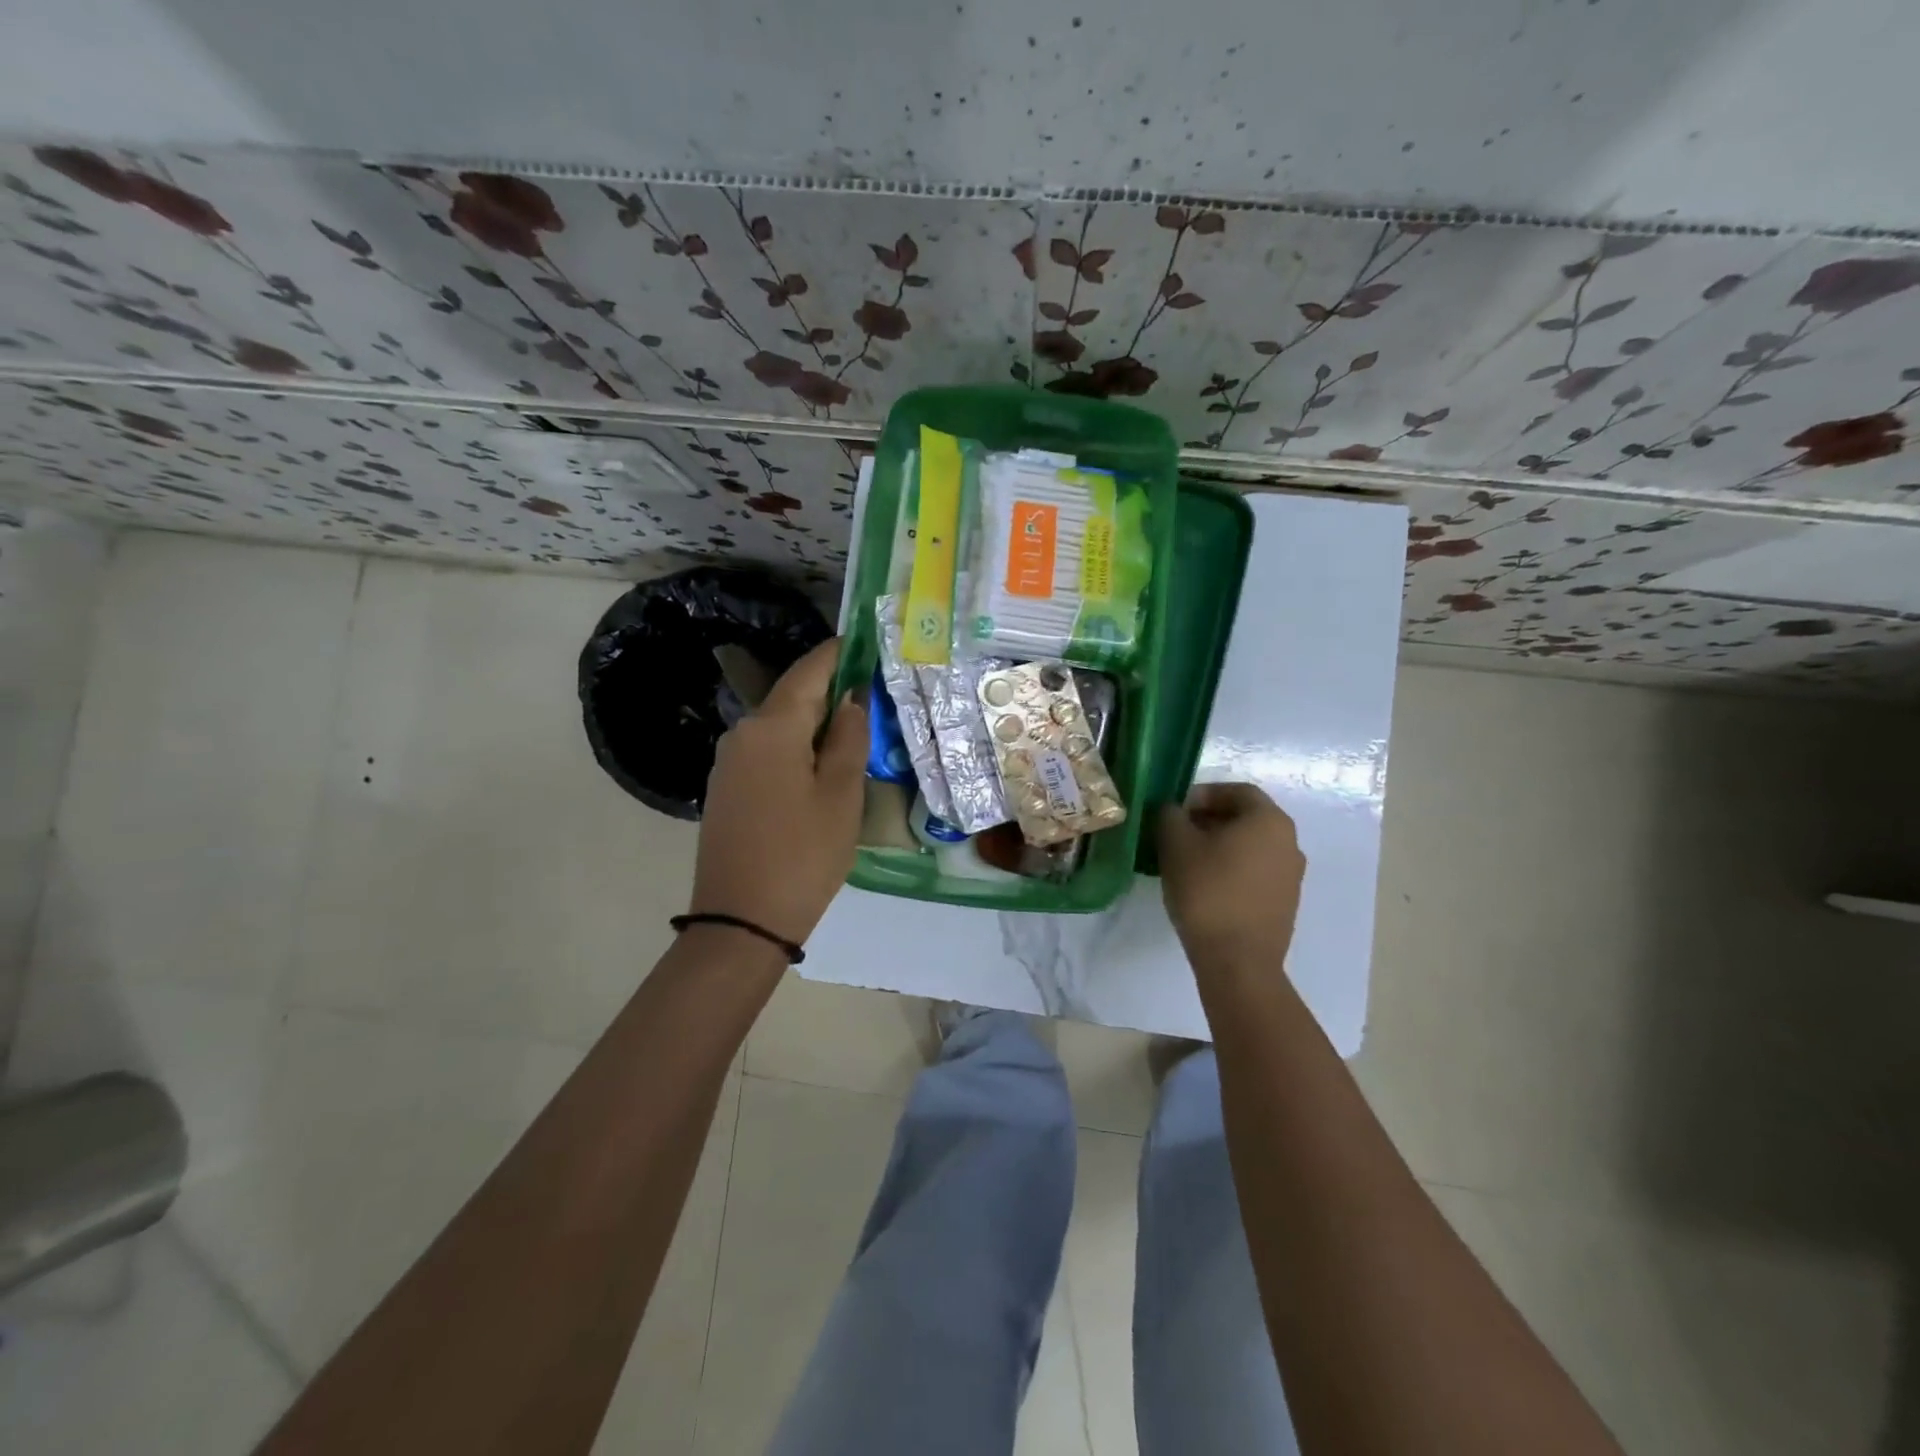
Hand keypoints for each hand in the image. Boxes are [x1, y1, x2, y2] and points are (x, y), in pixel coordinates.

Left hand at [690, 638, 868, 945]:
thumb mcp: (841, 794)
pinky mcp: (727, 790)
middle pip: (792, 697)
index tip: (865, 641)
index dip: (838, 653)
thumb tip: (850, 700)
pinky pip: (768, 752)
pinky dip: (797, 748)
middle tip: (872, 691)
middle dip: (831, 691)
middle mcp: (742, 734)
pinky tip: (821, 765)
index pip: (809, 672)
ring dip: (815, 723)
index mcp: (772, 728)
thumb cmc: (803, 854)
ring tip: (855, 730)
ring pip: (780, 727)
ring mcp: (729, 763)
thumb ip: (848, 738)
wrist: (741, 921)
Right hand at [1158, 782, 1306, 972]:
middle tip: (1176, 833)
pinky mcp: (1285, 903)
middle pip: (1245, 818)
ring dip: (1219, 846)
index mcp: (1269, 820)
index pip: (1236, 791)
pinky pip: (1255, 872)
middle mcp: (1289, 842)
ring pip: (1250, 846)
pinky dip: (1231, 869)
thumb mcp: (1175, 844)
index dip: (1202, 794)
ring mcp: (1291, 875)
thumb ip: (1170, 816)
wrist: (1238, 961)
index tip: (1175, 810)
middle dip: (1209, 820)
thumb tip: (1173, 810)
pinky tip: (1205, 886)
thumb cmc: (1207, 891)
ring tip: (1186, 861)